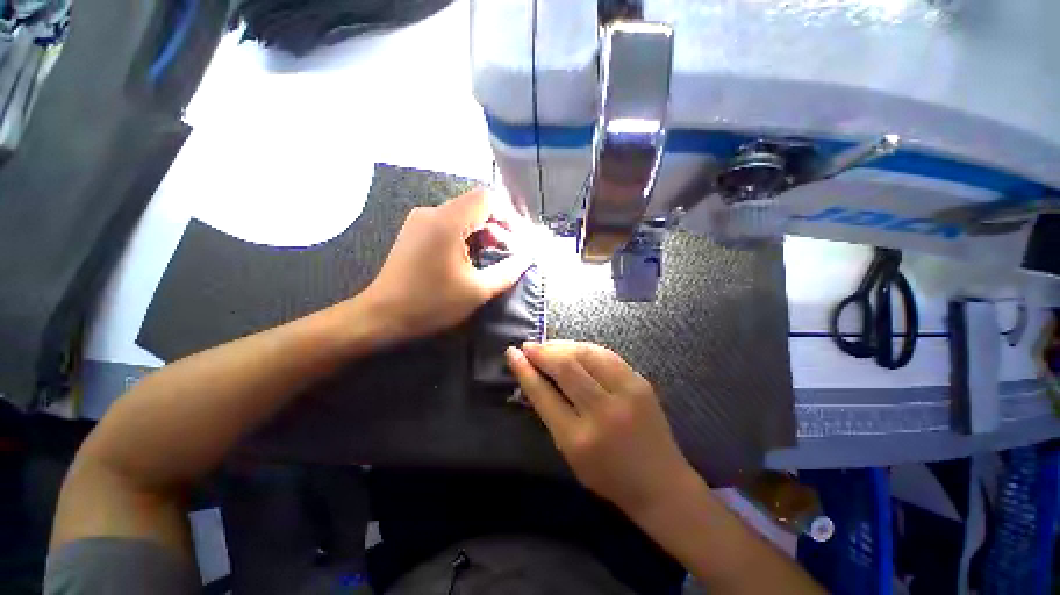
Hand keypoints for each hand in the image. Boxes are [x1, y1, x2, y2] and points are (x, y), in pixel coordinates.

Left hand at [359, 188, 530, 342]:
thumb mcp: (477, 290)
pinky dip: (465, 237)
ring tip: (489, 260)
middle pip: (475, 206)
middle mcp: (432, 211)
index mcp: (448, 221)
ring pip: (463, 216)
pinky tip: (468, 260)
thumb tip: (528, 258)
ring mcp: (420, 220)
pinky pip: (448, 224)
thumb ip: (508, 271)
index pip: (487, 199)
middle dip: (497, 228)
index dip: (508, 216)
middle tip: (506, 255)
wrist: (382, 315)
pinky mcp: (414, 230)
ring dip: (481, 234)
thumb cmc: (431, 303)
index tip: (516, 242)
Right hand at [506, 340, 697, 515]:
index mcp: (579, 439)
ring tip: (548, 345)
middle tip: (529, 346)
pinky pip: (607, 355)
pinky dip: (585, 348)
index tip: (512, 354)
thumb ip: (551, 414)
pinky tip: (573, 348)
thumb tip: (534, 377)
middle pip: (566, 368)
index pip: (544, 395)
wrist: (661, 483)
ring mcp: (626, 394)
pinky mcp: (641, 383)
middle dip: (543, 352)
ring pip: (587, 354)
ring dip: (562, 345)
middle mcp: (603, 412)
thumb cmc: (608, 475)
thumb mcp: (570, 453)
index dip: (525, 370)